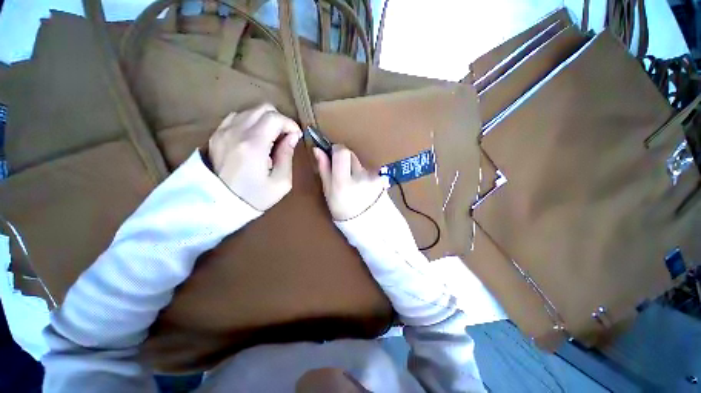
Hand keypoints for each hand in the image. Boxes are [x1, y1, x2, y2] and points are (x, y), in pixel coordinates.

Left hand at [208, 104, 301, 210]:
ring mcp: (223, 131)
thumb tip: (292, 137)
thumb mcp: (281, 182)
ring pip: (250, 111)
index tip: (296, 137)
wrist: (219, 205)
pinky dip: (251, 122)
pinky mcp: (216, 135)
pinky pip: (237, 117)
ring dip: (265, 121)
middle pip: (263, 108)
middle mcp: (236, 132)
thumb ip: (287, 156)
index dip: (290, 124)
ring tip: (271, 139)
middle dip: (279, 120)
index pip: (275, 118)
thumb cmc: (254, 197)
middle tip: (285, 137)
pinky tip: (255, 138)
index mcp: (254, 145)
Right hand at [313, 145, 384, 220]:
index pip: (342, 151)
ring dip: (355, 168)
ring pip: (360, 162)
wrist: (366, 222)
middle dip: (345, 160)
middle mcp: (359, 177)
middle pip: (351, 154)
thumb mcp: (328, 191)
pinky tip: (363, 186)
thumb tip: (317, 149)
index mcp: (343, 181)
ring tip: (354, 184)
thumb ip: (324, 169)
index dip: (336, 150)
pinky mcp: (380, 179)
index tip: (333, 156)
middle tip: (343, 174)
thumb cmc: (341, 209)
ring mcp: (372, 177)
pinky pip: (369, 170)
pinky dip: (364, 175)